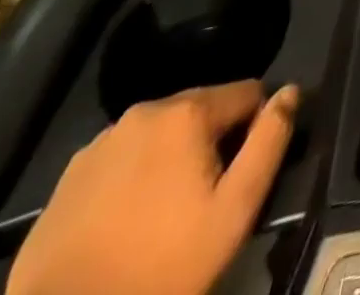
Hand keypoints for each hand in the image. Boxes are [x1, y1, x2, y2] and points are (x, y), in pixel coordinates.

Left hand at [7, 81, 298, 294]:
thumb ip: (270, 141)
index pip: (248, 93)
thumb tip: (291, 91)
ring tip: (163, 213)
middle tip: (203, 200)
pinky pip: (122, 159)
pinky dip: (134, 176)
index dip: (256, 128)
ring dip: (172, 156)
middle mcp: (146, 110)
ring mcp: (101, 142)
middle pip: (202, 109)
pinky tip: (126, 222)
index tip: (243, 173)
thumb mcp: (235, 211)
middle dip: (212, 141)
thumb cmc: (160, 268)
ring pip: (160, 133)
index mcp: (188, 111)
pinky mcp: (69, 176)